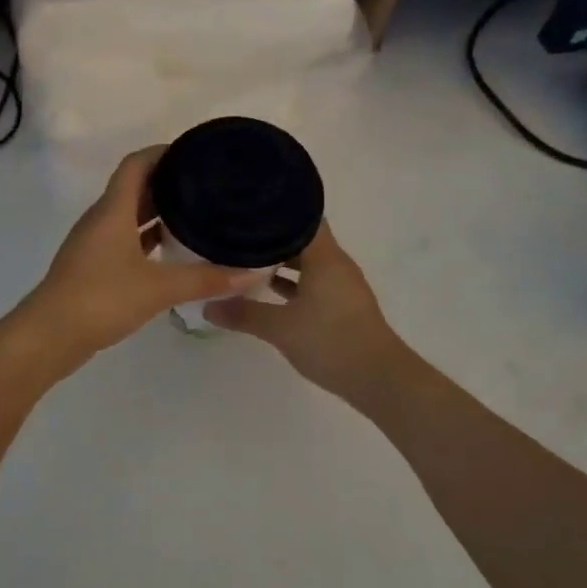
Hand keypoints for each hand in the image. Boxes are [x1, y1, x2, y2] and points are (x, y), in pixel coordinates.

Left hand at [28, 147, 262, 358]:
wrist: (50, 336)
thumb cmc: (102, 298)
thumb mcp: (159, 288)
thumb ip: (205, 279)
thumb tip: (252, 274)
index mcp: (113, 210)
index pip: (136, 164)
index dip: (162, 152)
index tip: (194, 152)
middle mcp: (101, 219)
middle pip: (134, 188)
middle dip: (166, 182)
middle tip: (205, 184)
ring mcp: (93, 244)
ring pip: (128, 216)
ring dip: (156, 212)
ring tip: (195, 214)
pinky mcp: (92, 267)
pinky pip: (123, 240)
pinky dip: (146, 239)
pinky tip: (170, 252)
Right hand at [203, 221, 405, 401]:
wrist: (378, 378)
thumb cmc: (331, 341)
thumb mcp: (280, 328)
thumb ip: (244, 314)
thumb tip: (207, 306)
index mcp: (324, 257)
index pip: (301, 217)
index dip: (275, 210)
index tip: (246, 209)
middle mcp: (336, 263)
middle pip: (302, 238)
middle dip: (271, 237)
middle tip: (238, 234)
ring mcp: (342, 285)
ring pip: (308, 261)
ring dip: (282, 261)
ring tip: (247, 259)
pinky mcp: (343, 305)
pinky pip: (314, 281)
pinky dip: (293, 282)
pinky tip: (269, 291)